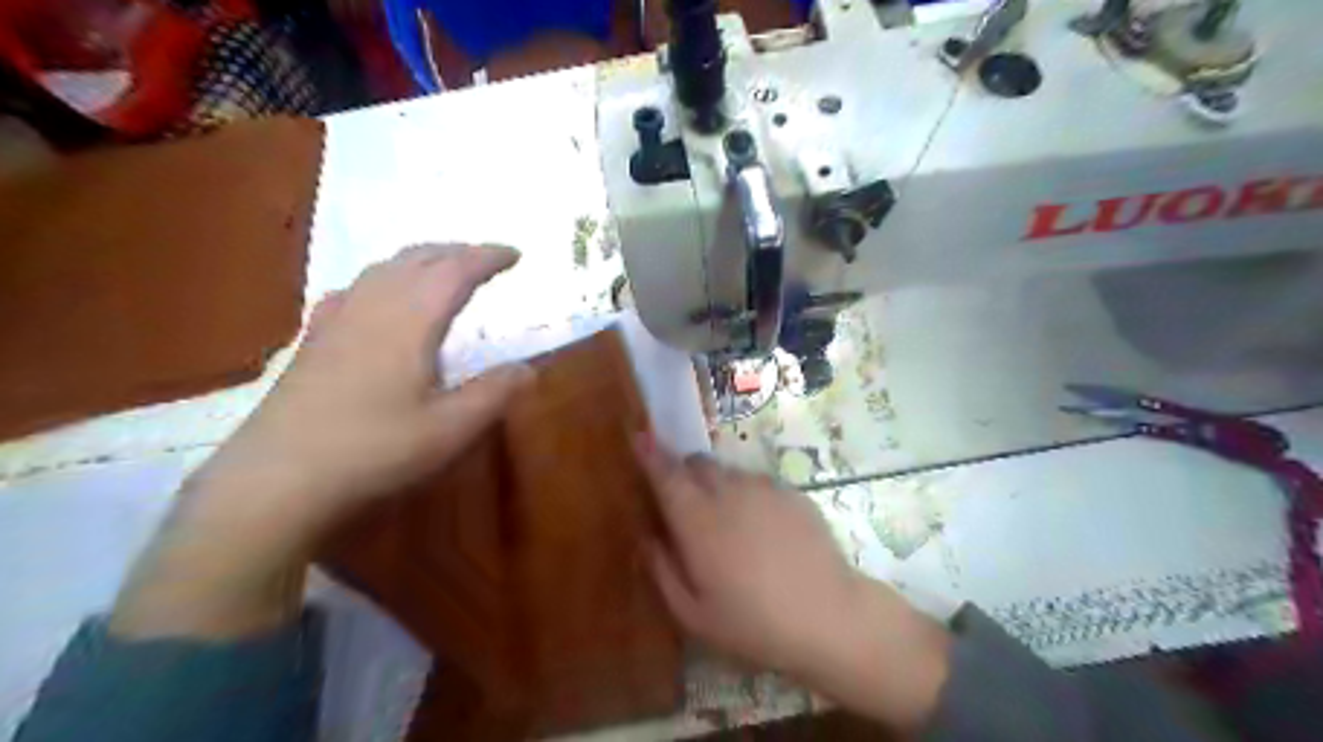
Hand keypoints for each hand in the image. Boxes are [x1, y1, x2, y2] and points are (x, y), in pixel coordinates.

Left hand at [186, 243, 535, 526]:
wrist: (278, 478)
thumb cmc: (374, 450)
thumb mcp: (450, 430)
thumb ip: (494, 394)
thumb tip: (528, 369)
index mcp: (410, 320)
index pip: (455, 271)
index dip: (487, 257)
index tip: (515, 255)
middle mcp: (373, 306)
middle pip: (418, 259)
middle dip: (457, 251)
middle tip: (487, 259)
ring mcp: (337, 319)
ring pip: (383, 268)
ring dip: (421, 259)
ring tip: (444, 269)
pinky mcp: (314, 339)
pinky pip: (354, 288)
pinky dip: (382, 278)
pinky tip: (380, 297)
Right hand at [639, 437, 951, 733]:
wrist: (828, 617)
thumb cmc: (753, 624)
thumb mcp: (693, 614)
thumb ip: (662, 569)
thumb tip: (648, 536)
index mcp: (697, 519)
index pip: (666, 473)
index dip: (649, 453)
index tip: (639, 435)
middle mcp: (728, 492)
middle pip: (697, 463)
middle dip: (684, 473)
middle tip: (686, 504)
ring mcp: (764, 488)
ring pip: (729, 472)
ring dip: (717, 486)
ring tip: (730, 525)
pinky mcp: (792, 493)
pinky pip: (758, 483)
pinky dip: (749, 496)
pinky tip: (764, 531)